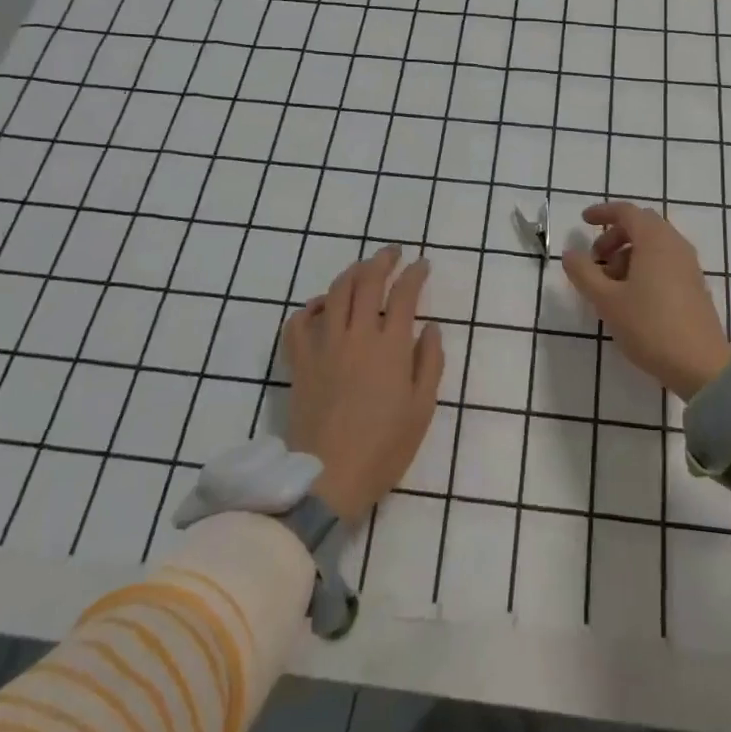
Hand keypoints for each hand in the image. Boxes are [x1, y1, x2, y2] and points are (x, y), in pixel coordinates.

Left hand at [282, 245, 444, 525]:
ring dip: (351, 273)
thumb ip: (430, 362)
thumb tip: (432, 328)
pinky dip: (311, 307)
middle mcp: (356, 335)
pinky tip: (323, 306)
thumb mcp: (422, 408)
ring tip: (362, 269)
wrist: (327, 479)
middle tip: (393, 253)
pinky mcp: (300, 361)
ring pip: (335, 292)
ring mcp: (324, 345)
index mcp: (390, 346)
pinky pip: (299, 322)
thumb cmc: (383, 448)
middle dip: (383, 260)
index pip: (404, 294)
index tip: (422, 265)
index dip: (415, 274)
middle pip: (367, 282)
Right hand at [562, 202, 730, 400]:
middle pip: (642, 225)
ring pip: (654, 245)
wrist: (700, 365)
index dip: (603, 212)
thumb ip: (584, 273)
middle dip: (615, 236)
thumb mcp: (606, 300)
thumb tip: (571, 253)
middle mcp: (675, 245)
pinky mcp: (694, 285)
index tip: (583, 221)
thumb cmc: (650, 326)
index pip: (627, 212)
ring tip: (610, 284)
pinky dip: (644, 266)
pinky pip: (665, 261)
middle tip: (595, 258)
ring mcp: (688, 265)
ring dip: (628, 253)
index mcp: (655, 240)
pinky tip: (632, 296)